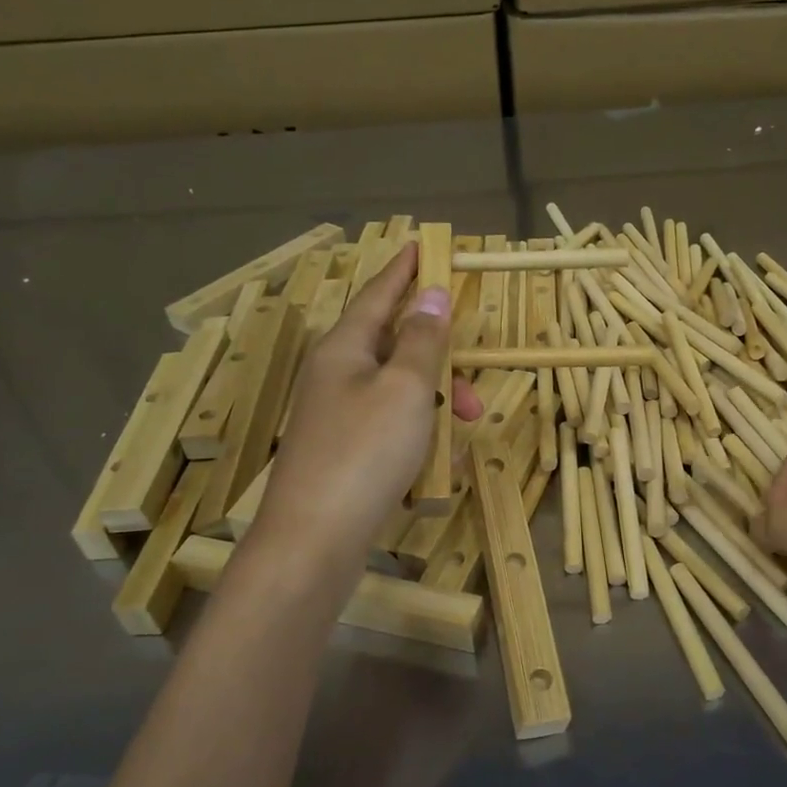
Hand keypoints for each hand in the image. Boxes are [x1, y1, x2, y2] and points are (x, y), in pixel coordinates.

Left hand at [254, 242, 480, 559]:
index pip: (379, 293)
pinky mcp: (342, 451)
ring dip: (434, 403)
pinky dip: (416, 433)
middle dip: (439, 362)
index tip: (424, 247)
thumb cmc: (364, 452)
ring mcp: (335, 415)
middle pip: (394, 346)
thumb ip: (422, 340)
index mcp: (344, 347)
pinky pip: (389, 426)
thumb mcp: (405, 389)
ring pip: (396, 390)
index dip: (405, 270)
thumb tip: (433, 295)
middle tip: (472, 392)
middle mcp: (334, 374)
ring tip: (462, 431)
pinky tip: (436, 461)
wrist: (314, 539)